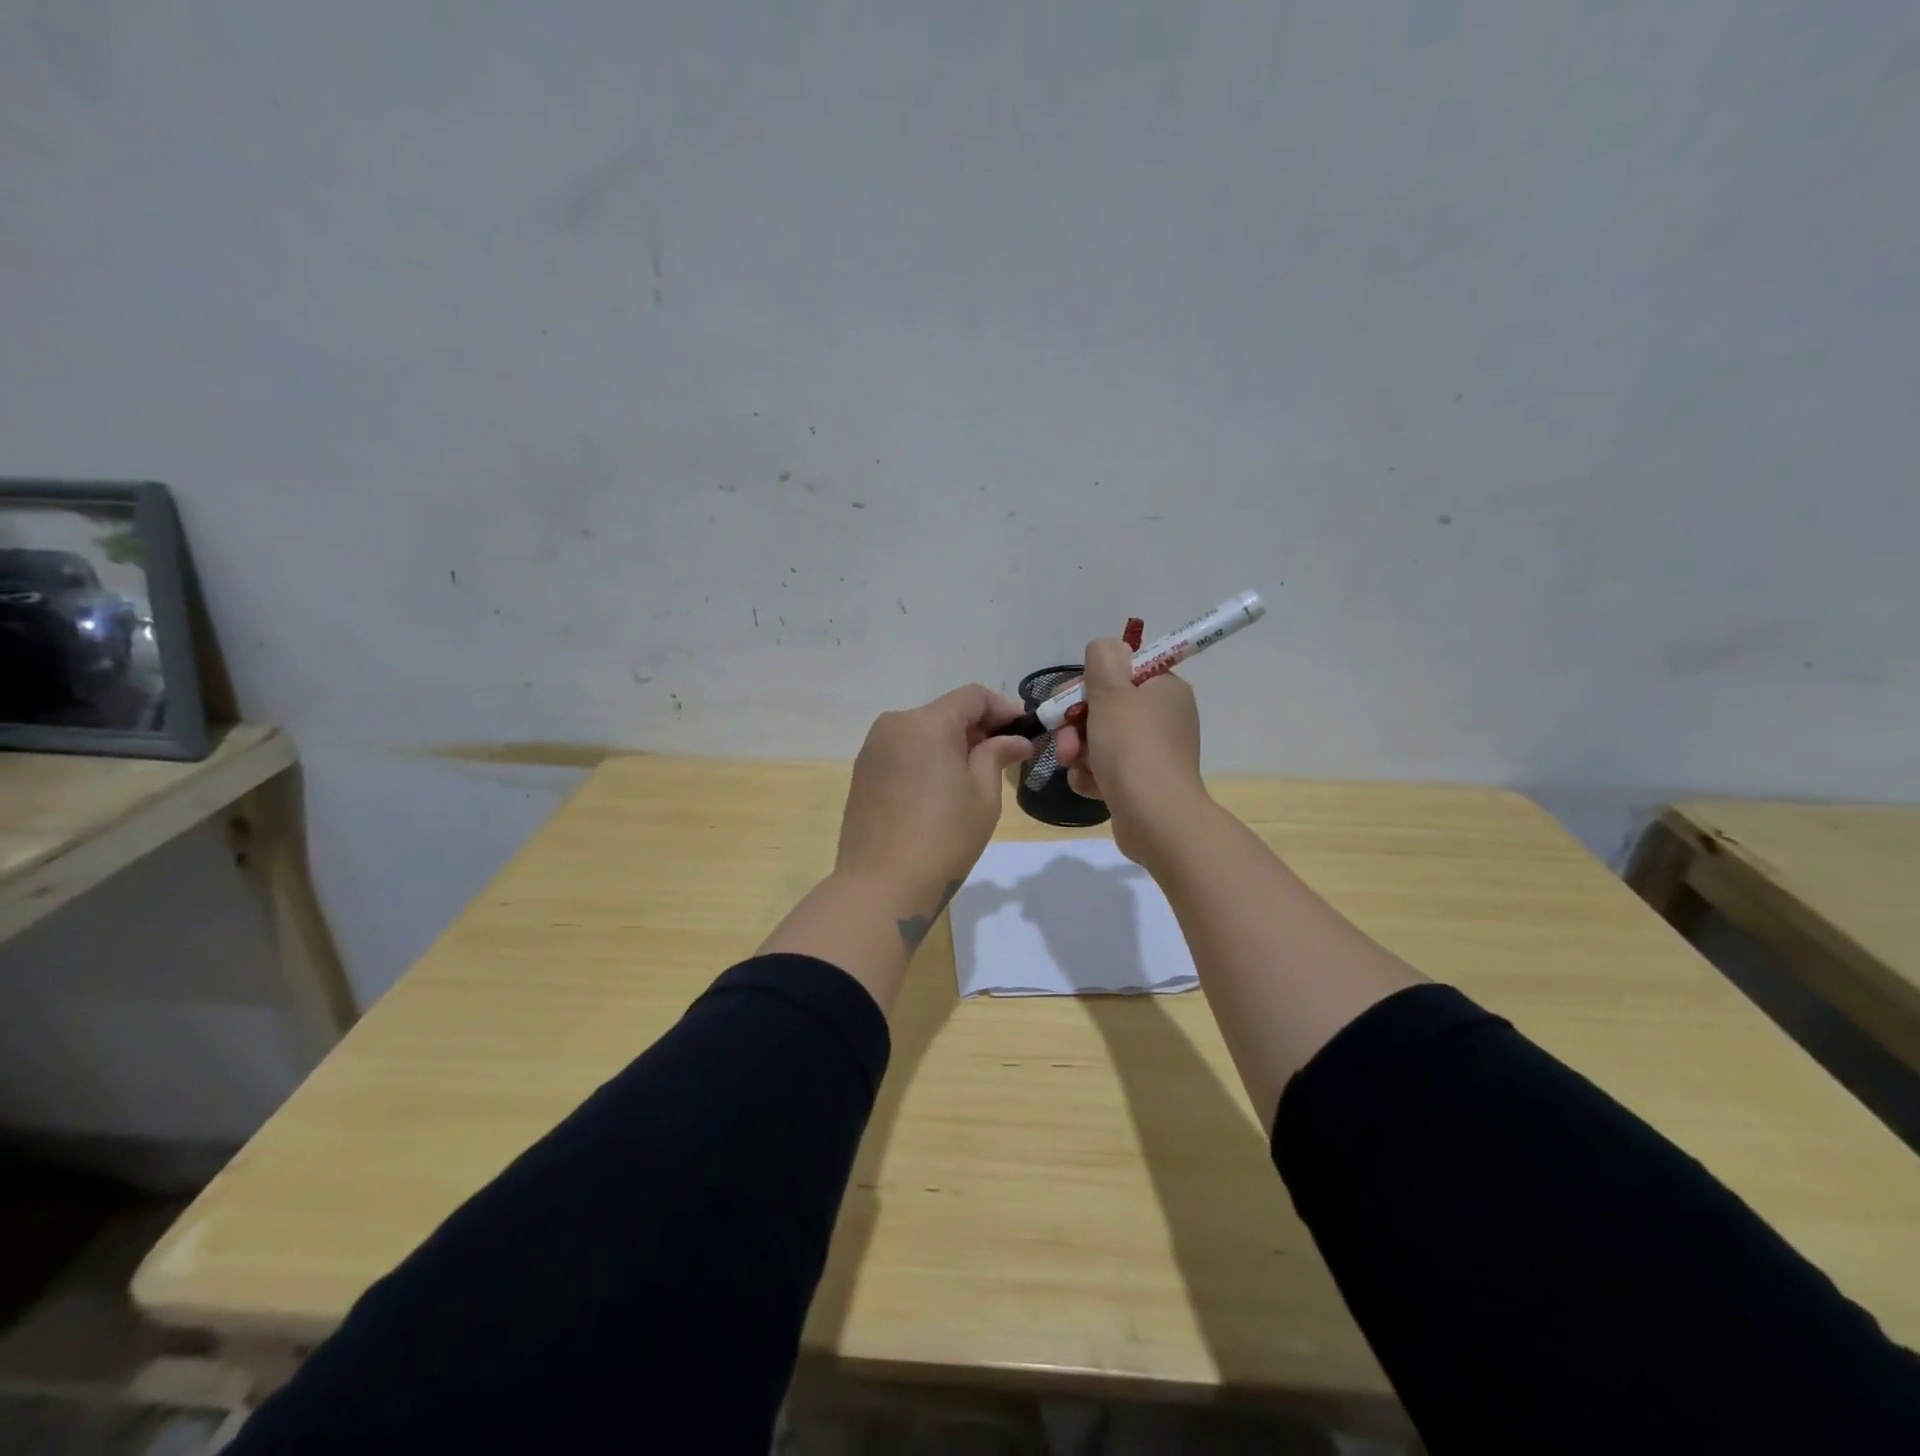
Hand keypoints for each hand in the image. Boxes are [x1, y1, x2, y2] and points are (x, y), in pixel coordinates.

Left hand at [836, 684, 1033, 916]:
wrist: (881, 885)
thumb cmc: (944, 838)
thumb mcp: (983, 795)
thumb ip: (997, 755)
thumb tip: (1016, 740)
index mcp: (926, 723)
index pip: (972, 696)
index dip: (1002, 709)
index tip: (1023, 732)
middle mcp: (894, 725)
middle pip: (944, 712)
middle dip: (977, 728)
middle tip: (1004, 756)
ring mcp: (873, 749)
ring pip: (922, 731)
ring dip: (951, 743)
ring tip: (973, 776)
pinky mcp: (862, 772)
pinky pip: (903, 751)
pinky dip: (926, 758)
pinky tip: (940, 789)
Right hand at [1051, 638, 1206, 865]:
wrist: (1155, 817)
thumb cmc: (1132, 748)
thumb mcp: (1112, 691)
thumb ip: (1103, 659)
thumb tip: (1106, 646)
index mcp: (1165, 689)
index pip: (1122, 672)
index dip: (1090, 684)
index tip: (1070, 700)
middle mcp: (1164, 717)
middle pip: (1107, 707)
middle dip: (1077, 723)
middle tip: (1066, 740)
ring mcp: (1154, 753)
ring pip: (1101, 740)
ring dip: (1080, 751)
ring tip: (1073, 765)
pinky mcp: (1142, 783)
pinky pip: (1107, 769)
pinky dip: (1092, 775)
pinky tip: (1088, 785)